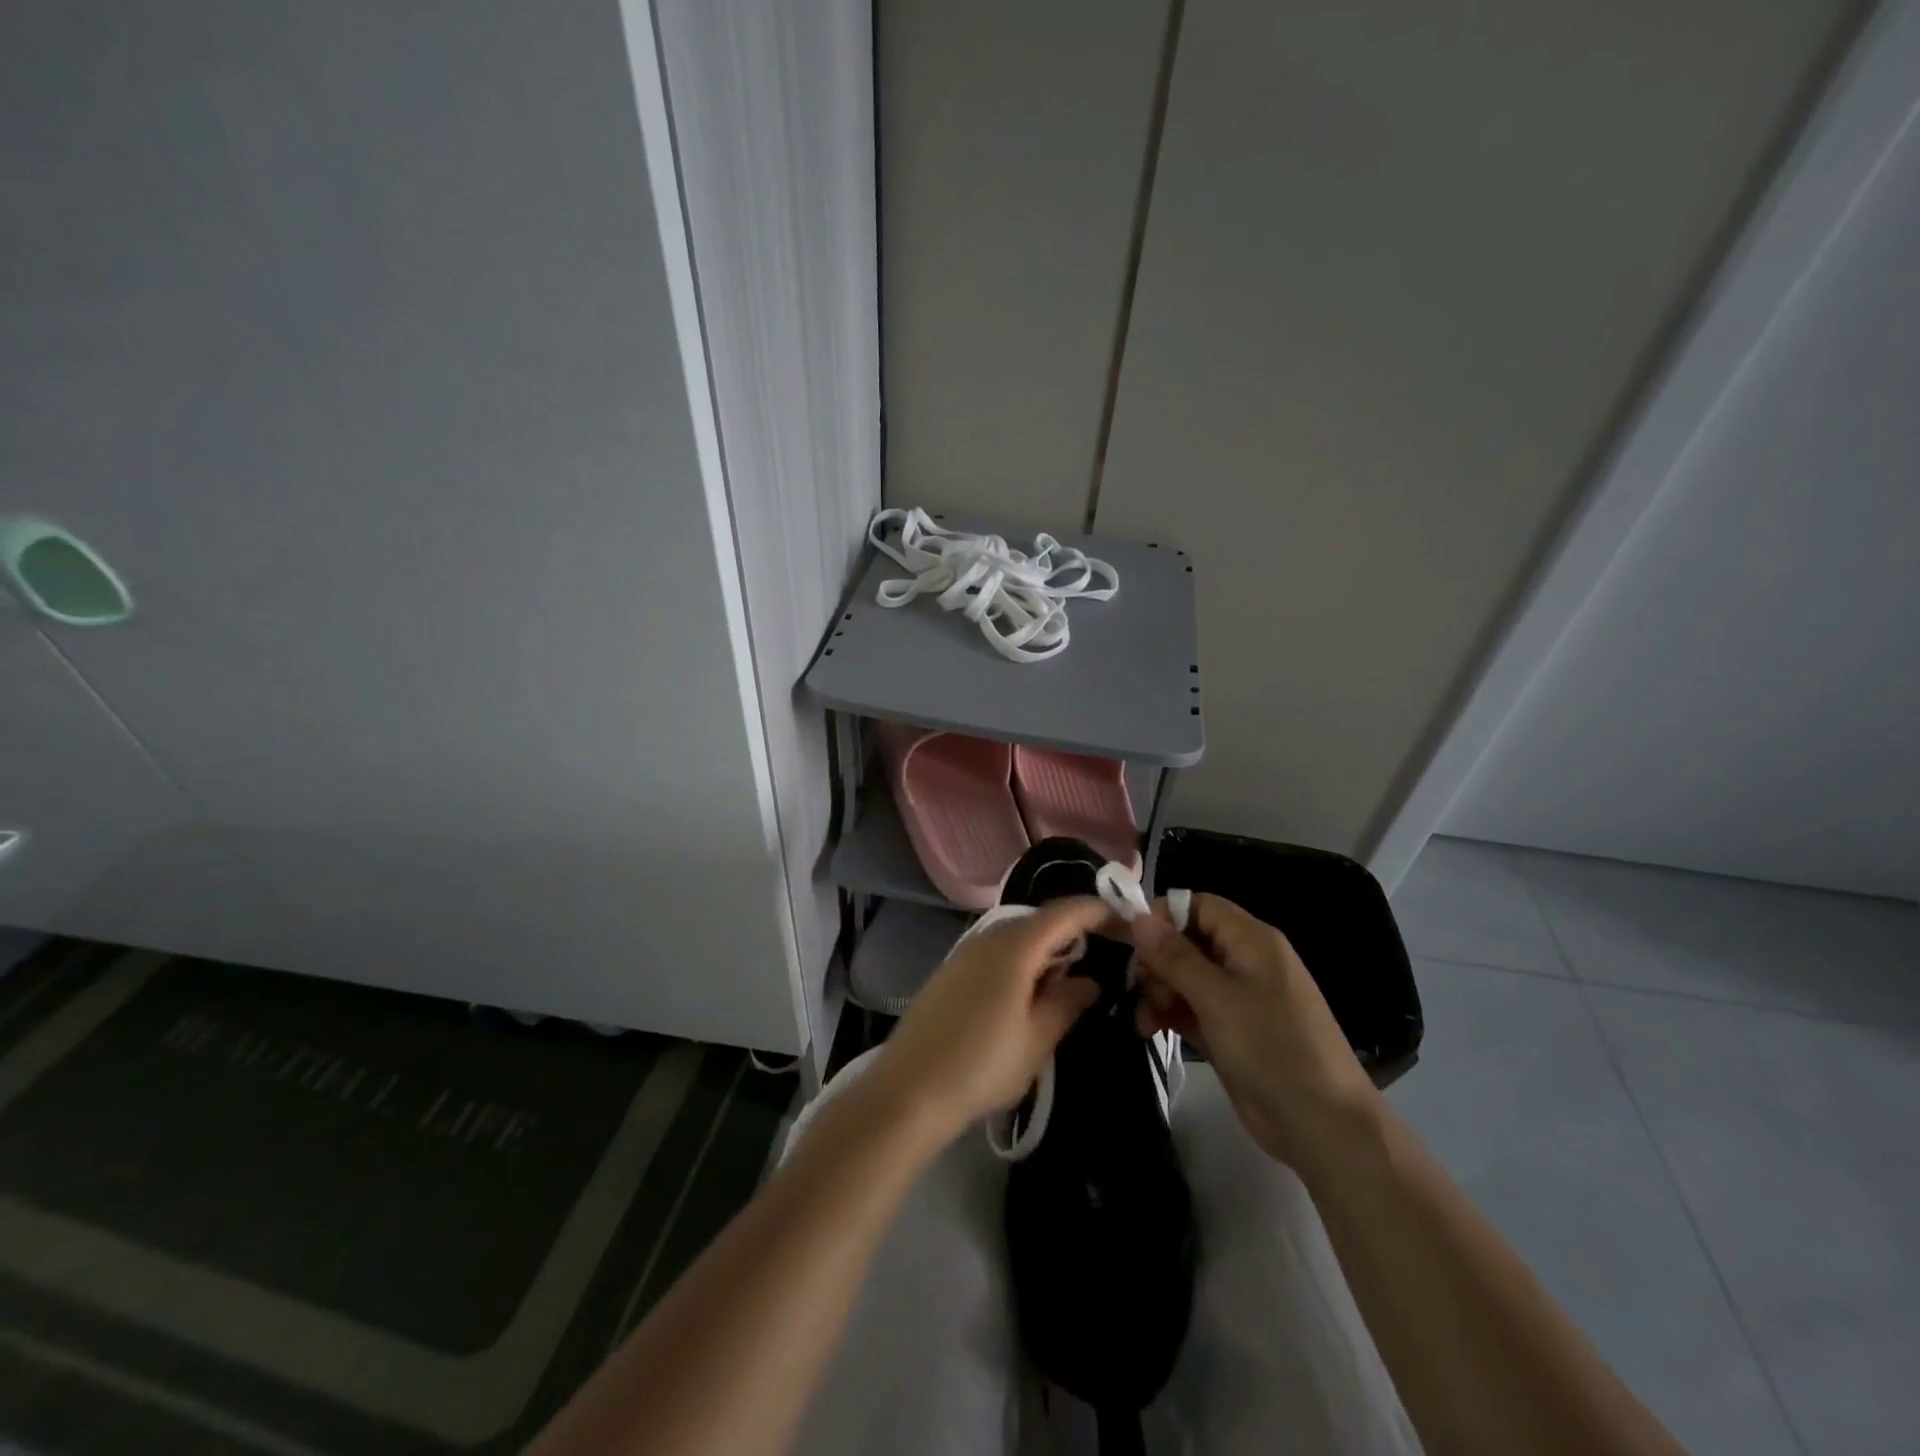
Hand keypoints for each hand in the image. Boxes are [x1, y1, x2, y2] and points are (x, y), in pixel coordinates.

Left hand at [871, 898, 1107, 1141]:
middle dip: (1072, 930)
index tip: (1125, 921)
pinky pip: (995, 951)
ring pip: (1015, 936)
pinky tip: (1027, 989)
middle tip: (1103, 952)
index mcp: (1015, 947)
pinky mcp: (949, 971)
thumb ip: (1066, 1003)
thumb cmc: (981, 1065)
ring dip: (1045, 947)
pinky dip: (1020, 959)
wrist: (909, 1090)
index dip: (1096, 911)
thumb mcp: (1036, 1040)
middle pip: (1038, 920)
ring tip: (1070, 973)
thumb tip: (1089, 981)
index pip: (1064, 912)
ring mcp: (964, 953)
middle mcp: (988, 937)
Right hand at [1127, 894, 1381, 1180]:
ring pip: (1183, 976)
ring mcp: (1236, 997)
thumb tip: (1139, 917)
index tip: (1132, 941)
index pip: (1198, 905)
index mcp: (1250, 940)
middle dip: (1157, 960)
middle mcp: (1243, 961)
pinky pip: (1189, 1007)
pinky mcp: (1228, 1029)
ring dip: (1158, 991)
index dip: (1163, 916)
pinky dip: (1168, 1014)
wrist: (1322, 1126)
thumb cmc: (1271, 1048)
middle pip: (1186, 940)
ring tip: (1146, 1020)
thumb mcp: (1217, 998)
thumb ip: (1175, 956)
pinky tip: (1149, 1030)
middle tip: (1142, 988)